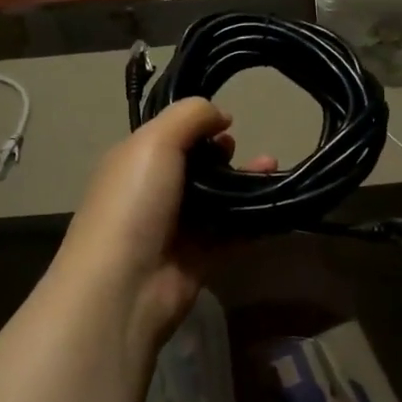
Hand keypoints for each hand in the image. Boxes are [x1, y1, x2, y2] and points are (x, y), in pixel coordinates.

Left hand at [50, 98, 274, 351]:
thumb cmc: (134, 202)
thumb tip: (222, 114)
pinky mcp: (199, 259)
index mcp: (133, 162)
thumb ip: (189, 116)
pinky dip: (254, 218)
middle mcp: (153, 192)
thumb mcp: (154, 141)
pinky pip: (232, 232)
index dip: (198, 125)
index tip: (227, 122)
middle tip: (241, 149)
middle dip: (223, 153)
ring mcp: (176, 228)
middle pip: (196, 165)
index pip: (169, 135)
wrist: (124, 286)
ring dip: (245, 181)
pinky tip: (277, 202)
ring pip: (218, 198)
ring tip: (271, 167)